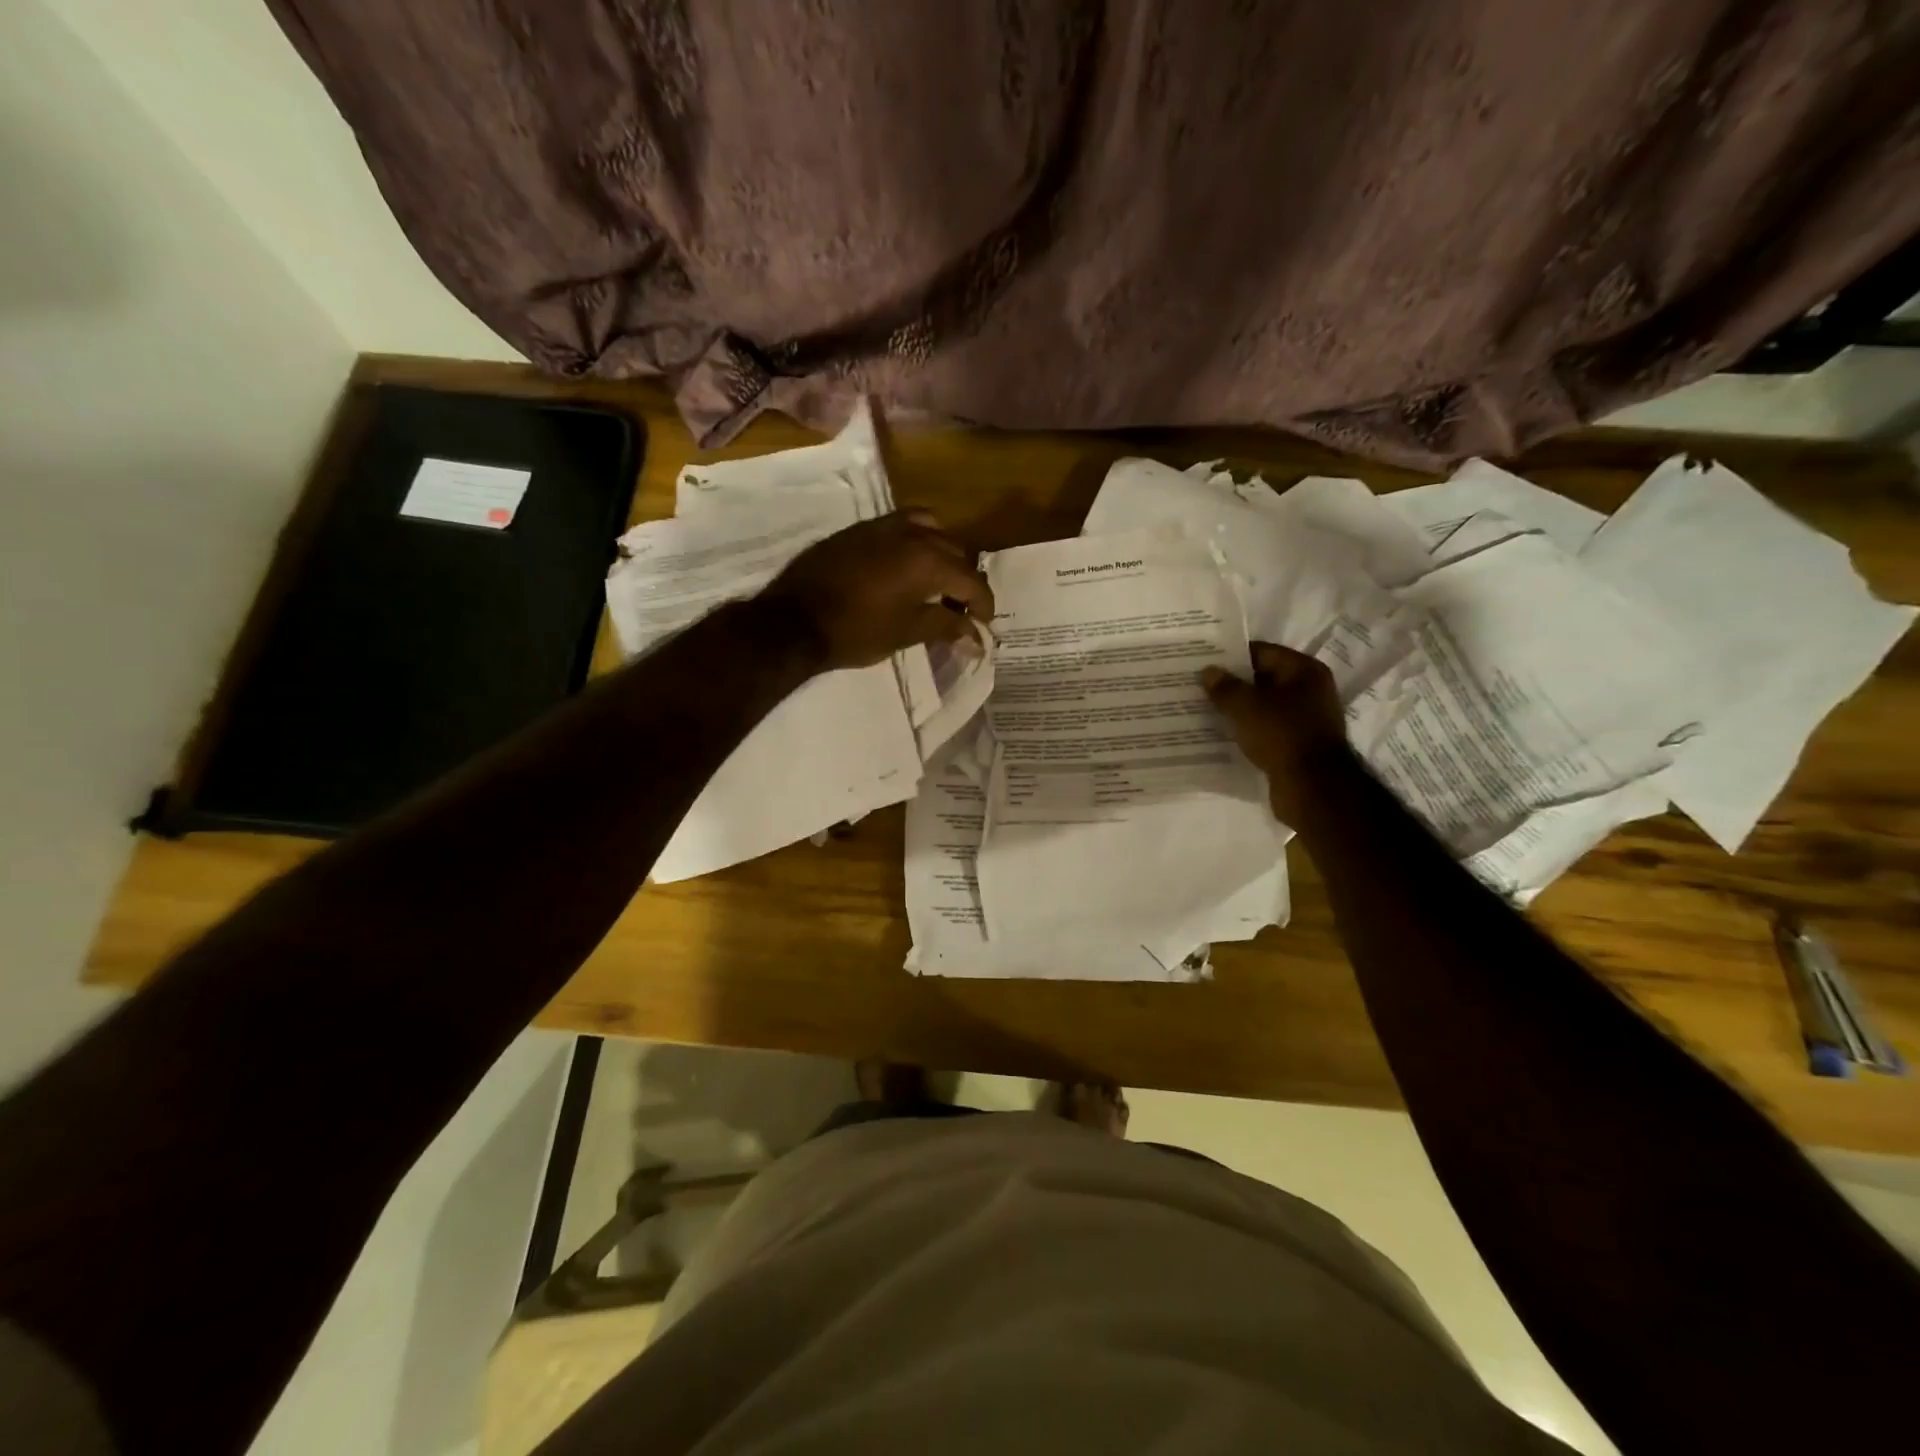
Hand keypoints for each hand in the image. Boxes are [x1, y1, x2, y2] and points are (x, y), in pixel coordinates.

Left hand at [758, 508, 994, 670]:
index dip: (983, 604)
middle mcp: (912, 534)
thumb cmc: (856, 631)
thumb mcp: (907, 633)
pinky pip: (901, 525)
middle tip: (961, 609)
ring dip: (942, 554)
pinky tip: (906, 566)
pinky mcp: (860, 529)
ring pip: (930, 530)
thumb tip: (976, 636)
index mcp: (928, 560)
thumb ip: (946, 627)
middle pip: (955, 551)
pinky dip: (916, 541)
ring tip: (936, 581)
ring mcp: (883, 526)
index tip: (984, 625)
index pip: (971, 580)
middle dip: (964, 580)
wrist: (795, 620)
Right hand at [1202, 642, 1349, 824]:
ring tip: (1203, 710)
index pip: (1261, 652)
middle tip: (1197, 686)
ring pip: (1263, 707)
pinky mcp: (1297, 745)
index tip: (1202, 662)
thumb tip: (1208, 671)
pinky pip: (1266, 730)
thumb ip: (1224, 687)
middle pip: (1263, 679)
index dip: (1231, 656)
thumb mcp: (1246, 706)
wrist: (1312, 787)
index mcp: (1304, 671)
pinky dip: (1247, 730)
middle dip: (1232, 683)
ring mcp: (1305, 719)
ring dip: (1238, 709)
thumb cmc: (1282, 735)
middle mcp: (1310, 690)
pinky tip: (1221, 735)